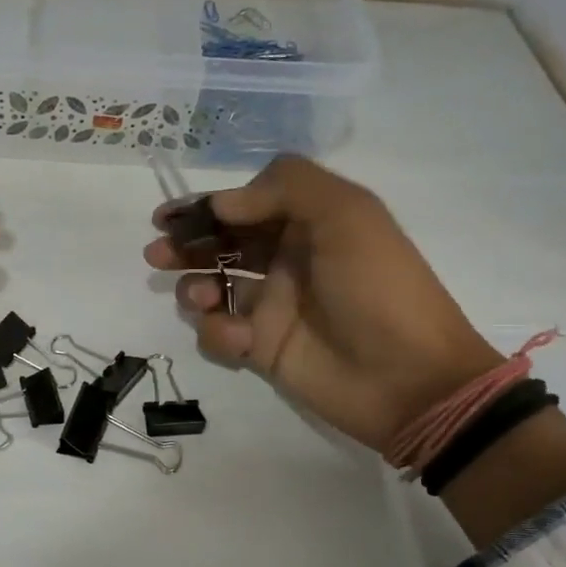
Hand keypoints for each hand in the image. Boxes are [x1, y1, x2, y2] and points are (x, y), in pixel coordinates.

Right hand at [144, 156, 502, 452]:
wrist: (408, 378)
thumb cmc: (378, 288)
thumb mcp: (347, 214)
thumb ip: (284, 188)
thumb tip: (223, 203)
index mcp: (309, 223)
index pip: (246, 205)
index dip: (206, 207)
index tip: (170, 216)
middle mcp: (287, 260)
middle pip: (221, 245)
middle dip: (187, 246)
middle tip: (158, 255)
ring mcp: (273, 306)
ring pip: (213, 288)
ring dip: (195, 288)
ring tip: (200, 298)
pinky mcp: (262, 348)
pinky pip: (222, 333)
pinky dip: (219, 332)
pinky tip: (240, 338)